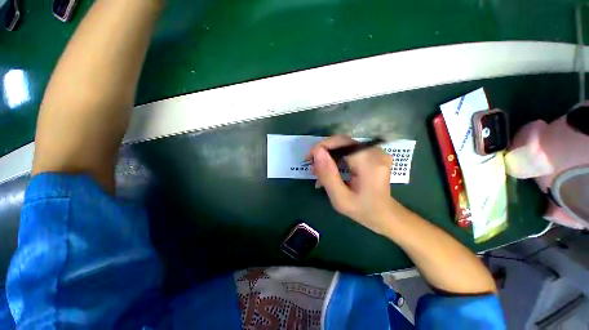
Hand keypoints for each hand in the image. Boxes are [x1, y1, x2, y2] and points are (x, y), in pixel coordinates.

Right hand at [309, 136, 399, 234]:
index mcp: (369, 163)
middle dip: (324, 151)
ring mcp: (377, 151)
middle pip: (342, 142)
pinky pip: (350, 149)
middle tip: (313, 167)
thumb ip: (327, 175)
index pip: (341, 143)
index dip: (322, 147)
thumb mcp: (340, 198)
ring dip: (330, 155)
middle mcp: (375, 152)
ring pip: (345, 145)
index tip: (309, 159)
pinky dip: (338, 156)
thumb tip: (317, 151)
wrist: (384, 214)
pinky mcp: (374, 153)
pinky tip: (332, 168)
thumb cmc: (362, 210)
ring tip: (320, 170)